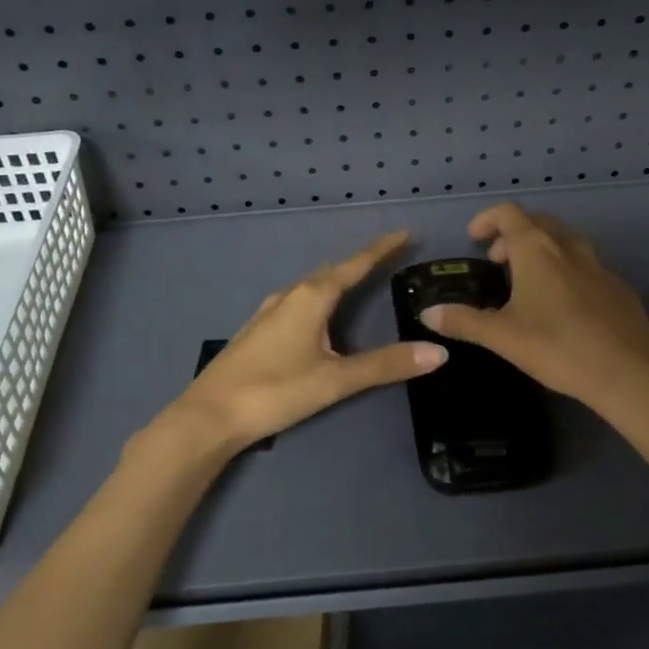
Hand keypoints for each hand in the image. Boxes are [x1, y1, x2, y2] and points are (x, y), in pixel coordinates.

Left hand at [153, 231, 445, 463]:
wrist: (209, 415)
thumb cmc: (275, 391)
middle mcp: (290, 295)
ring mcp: (269, 311)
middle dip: (360, 262)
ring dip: (337, 280)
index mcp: (311, 297)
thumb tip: (438, 352)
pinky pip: (297, 301)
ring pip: (311, 286)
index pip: (354, 265)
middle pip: (332, 271)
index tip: (404, 234)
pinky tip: (317, 316)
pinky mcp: (257, 330)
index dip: (381, 249)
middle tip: (388, 257)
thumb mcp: (336, 380)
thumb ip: (386, 365)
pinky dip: (318, 298)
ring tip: (359, 281)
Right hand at [415, 203, 648, 418]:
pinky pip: (586, 265)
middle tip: (498, 263)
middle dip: (513, 236)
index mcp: (537, 250)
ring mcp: (598, 265)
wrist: (627, 372)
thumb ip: (463, 321)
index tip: (474, 239)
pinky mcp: (618, 286)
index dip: (487, 219)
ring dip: (542, 251)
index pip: (508, 214)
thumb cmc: (557, 347)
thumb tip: (428, 313)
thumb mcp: (502, 336)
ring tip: (529, 282)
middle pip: (538, 223)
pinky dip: (567, 271)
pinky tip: (565, 305)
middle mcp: (568, 247)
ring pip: (565, 242)